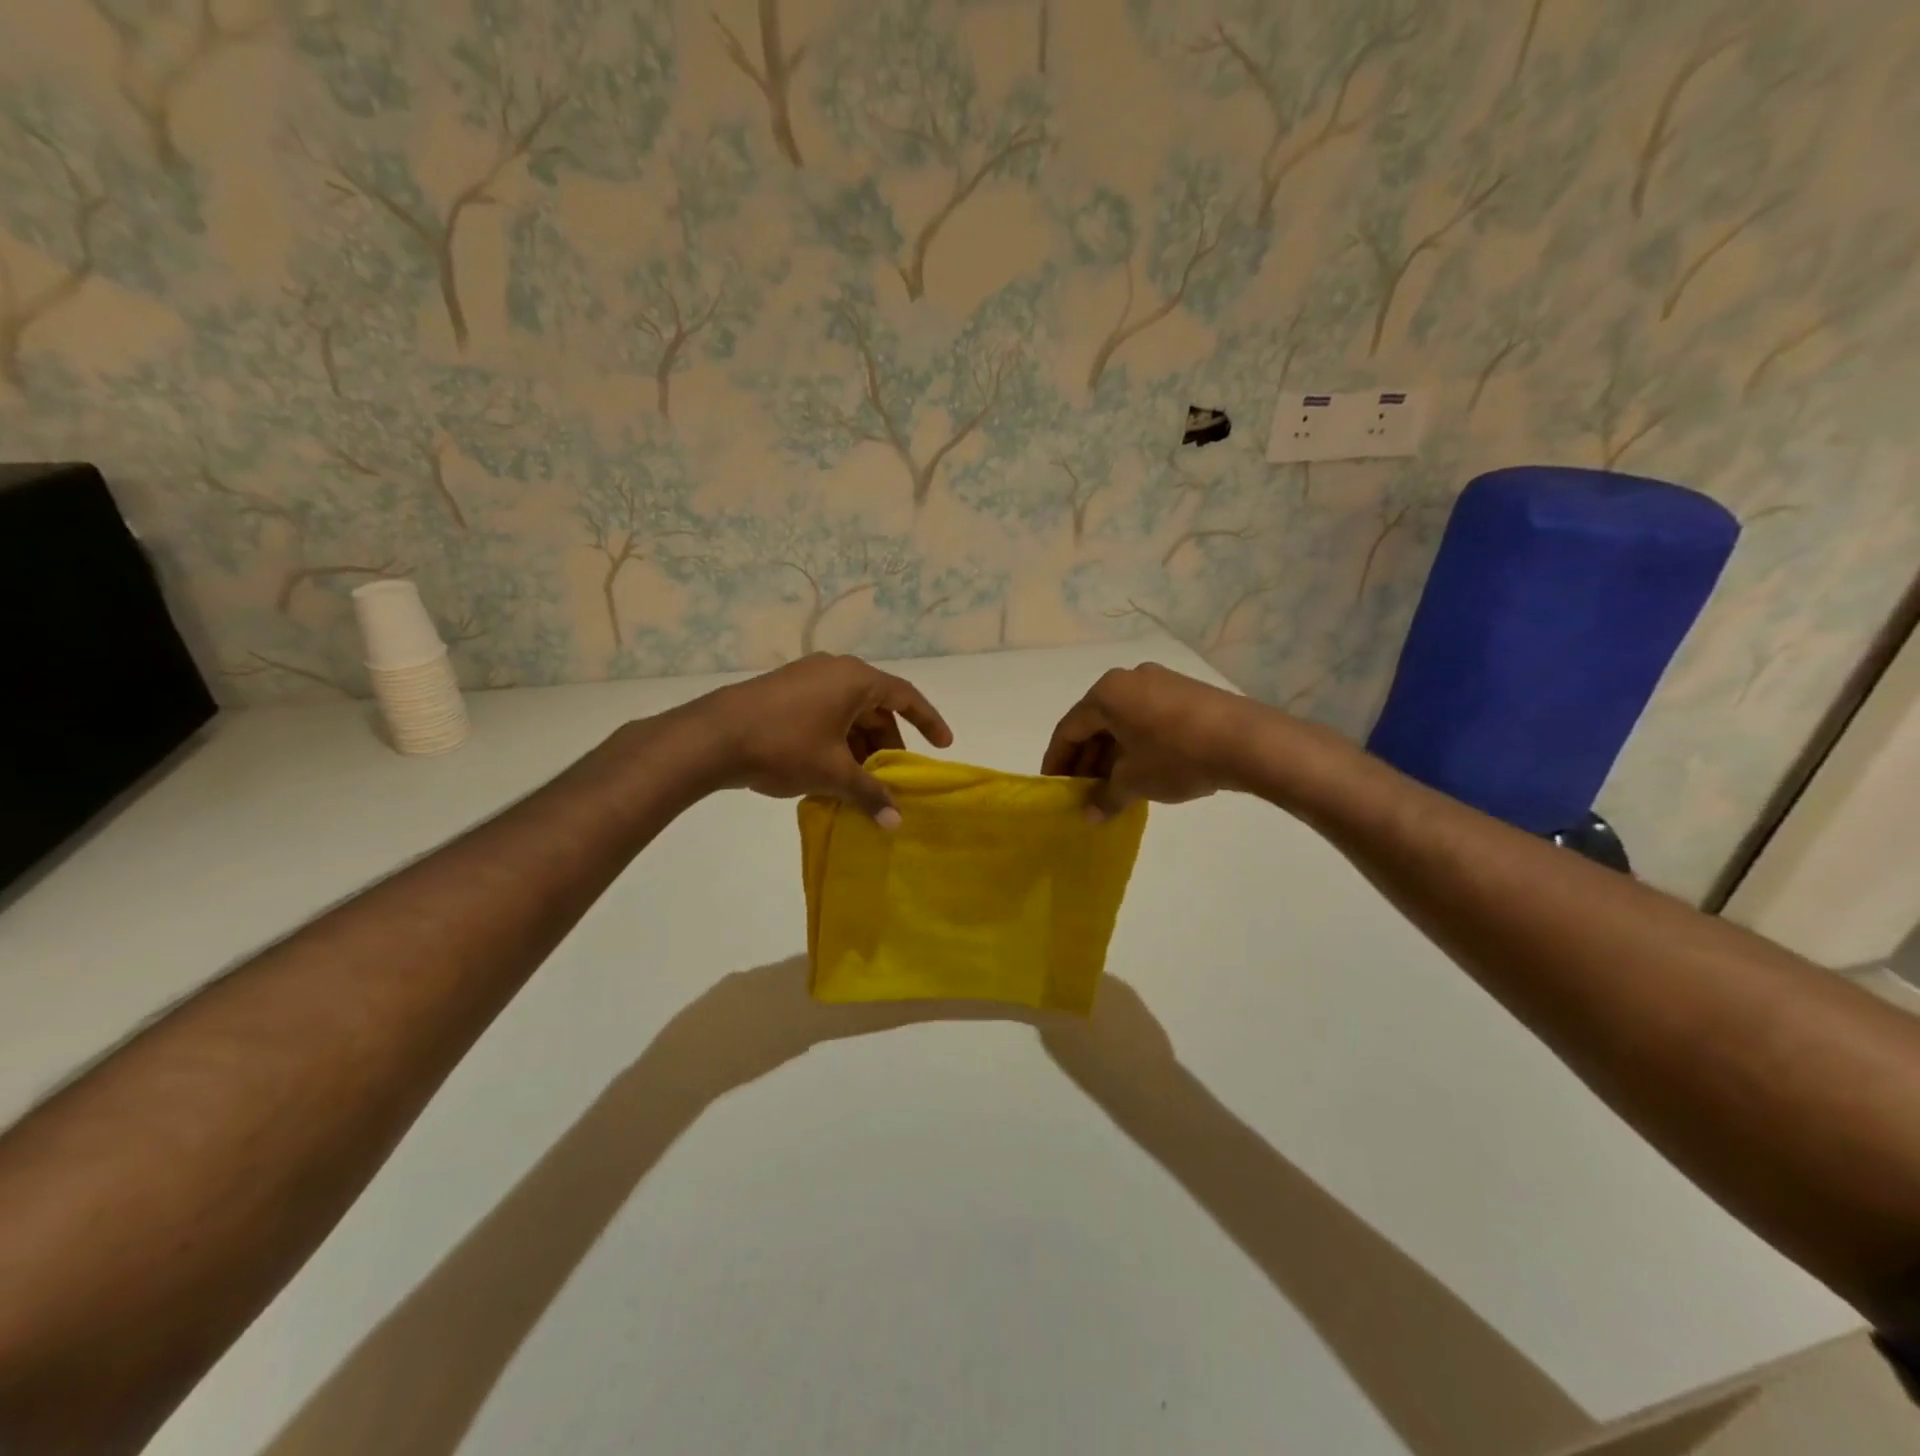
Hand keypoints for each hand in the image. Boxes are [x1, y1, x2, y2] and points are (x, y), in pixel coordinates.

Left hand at [692, 653, 952, 825]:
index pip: (905, 696)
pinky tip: (831, 770)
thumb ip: (869, 794)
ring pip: (848, 712)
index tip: (943, 745)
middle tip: (894, 776)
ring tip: (862, 780)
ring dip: (860, 745)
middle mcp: (834, 670)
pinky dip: (837, 739)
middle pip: (876, 706)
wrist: (711, 737)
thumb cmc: (783, 746)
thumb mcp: (833, 773)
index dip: (928, 721)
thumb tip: (896, 822)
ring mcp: (805, 678)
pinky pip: (825, 713)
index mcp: (855, 679)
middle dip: (888, 743)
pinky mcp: (783, 692)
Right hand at [1041, 662, 1253, 821]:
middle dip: (1086, 759)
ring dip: (1112, 754)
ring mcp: (1160, 682)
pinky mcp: (1186, 693)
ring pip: (1123, 721)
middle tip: (1082, 791)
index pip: (1069, 728)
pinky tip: (1141, 771)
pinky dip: (1136, 744)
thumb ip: (1105, 797)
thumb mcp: (1134, 781)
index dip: (1057, 760)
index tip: (1053, 786)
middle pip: (1096, 722)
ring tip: (1111, 787)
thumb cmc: (1176, 756)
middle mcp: (1129, 679)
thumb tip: (1089, 816)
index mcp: (1107, 693)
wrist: (1247, 741)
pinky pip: (1147, 719)